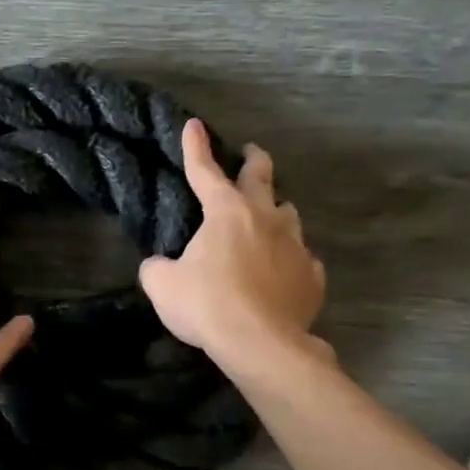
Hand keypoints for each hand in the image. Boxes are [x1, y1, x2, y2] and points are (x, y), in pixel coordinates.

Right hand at [139, 119, 326, 360]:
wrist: (260, 344)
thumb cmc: (206, 305)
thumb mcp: (161, 285)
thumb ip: (157, 267)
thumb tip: (160, 265)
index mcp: (226, 213)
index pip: (205, 171)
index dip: (195, 147)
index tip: (194, 125)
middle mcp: (266, 219)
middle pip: (262, 178)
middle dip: (254, 161)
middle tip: (251, 154)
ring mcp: (296, 247)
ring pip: (288, 215)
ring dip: (275, 211)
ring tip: (266, 219)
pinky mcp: (312, 276)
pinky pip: (301, 258)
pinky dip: (289, 258)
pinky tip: (281, 270)